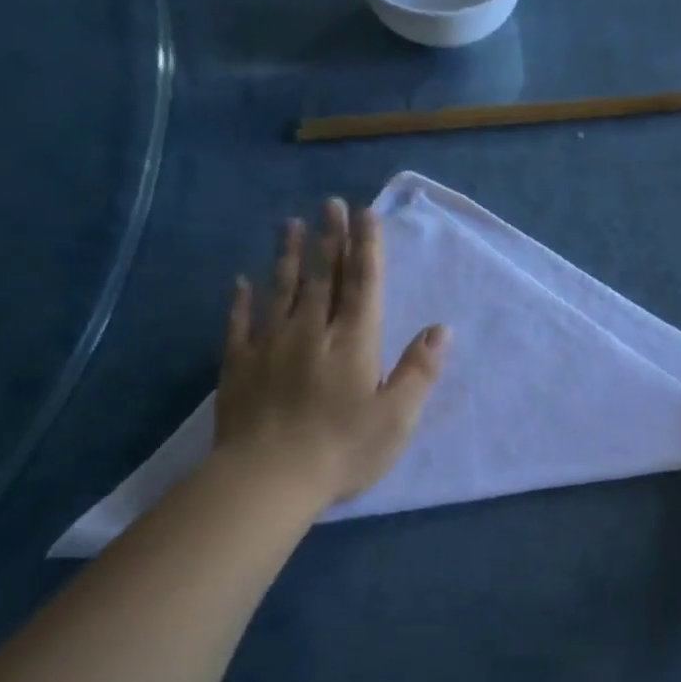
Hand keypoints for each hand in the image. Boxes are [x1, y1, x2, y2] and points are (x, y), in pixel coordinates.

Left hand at [213, 198, 447, 508]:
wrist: (269, 477)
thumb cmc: (343, 450)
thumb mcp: (397, 417)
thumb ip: (419, 370)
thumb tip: (441, 329)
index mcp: (354, 343)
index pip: (364, 285)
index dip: (367, 248)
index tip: (365, 214)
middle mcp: (312, 332)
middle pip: (323, 278)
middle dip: (330, 239)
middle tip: (329, 204)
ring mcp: (271, 345)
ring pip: (282, 290)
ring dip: (289, 256)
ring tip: (291, 225)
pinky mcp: (239, 365)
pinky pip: (240, 323)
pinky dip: (241, 300)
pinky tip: (240, 282)